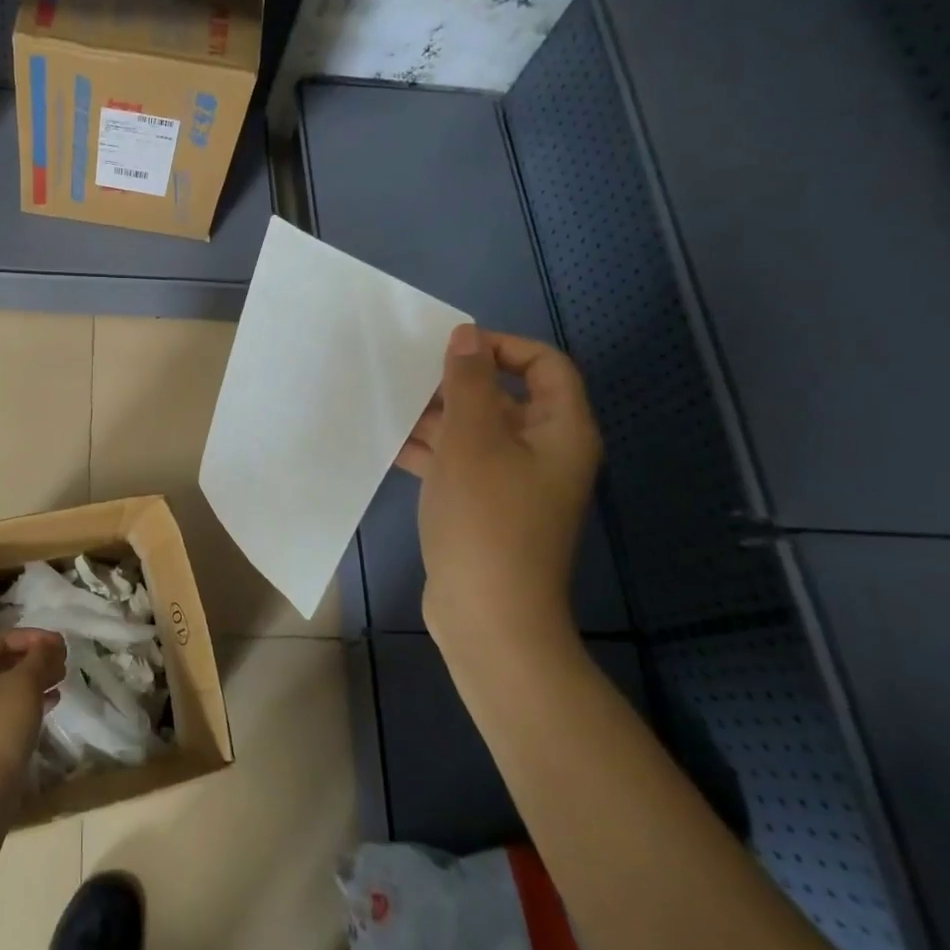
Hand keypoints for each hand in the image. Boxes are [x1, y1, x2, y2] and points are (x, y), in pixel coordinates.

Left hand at [0, 629, 65, 788]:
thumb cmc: (2, 724)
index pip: (0, 638)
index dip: (32, 636)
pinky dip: (23, 703)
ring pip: (2, 688)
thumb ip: (39, 656)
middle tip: (61, 663)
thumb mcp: (26, 682)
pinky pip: (0, 710)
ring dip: (32, 681)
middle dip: (34, 659)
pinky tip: (49, 705)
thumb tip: (47, 645)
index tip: (59, 643)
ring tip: (59, 682)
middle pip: (0, 662)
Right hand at [398, 324, 601, 645]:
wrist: (487, 615)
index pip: (544, 365)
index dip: (501, 347)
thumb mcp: (472, 440)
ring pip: (476, 432)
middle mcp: (543, 452)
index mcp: (560, 430)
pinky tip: (390, 444)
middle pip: (504, 398)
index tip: (450, 349)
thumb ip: (468, 383)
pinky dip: (430, 452)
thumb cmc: (486, 519)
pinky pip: (460, 464)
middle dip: (457, 384)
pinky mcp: (484, 507)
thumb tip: (467, 335)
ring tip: (389, 405)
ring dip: (436, 418)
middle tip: (409, 376)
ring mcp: (513, 483)